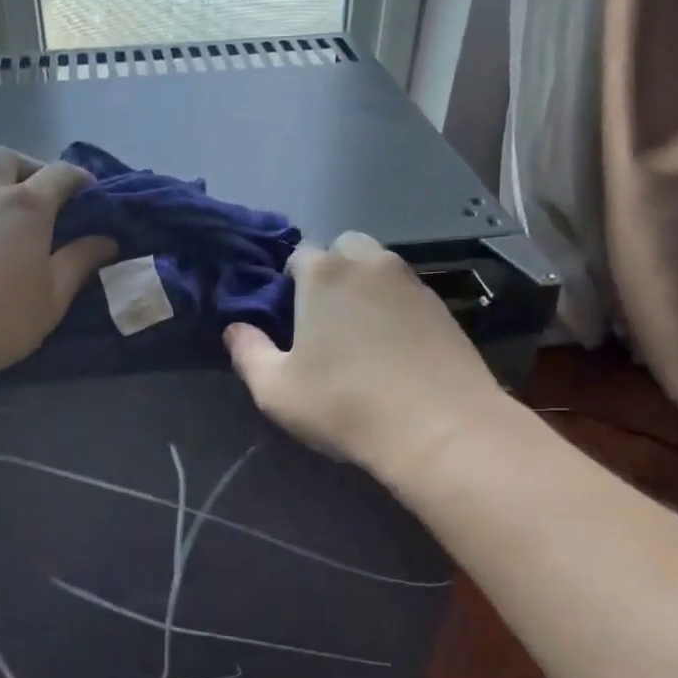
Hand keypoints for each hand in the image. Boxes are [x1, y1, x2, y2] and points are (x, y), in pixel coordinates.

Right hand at [224, 232, 505, 479]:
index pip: (297, 255)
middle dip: (329, 273)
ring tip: (360, 335)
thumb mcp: (276, 390)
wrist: (441, 429)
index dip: (287, 284)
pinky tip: (393, 348)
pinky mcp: (442, 306)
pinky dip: (394, 308)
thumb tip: (235, 328)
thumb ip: (247, 352)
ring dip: (363, 287)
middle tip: (323, 320)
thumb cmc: (345, 404)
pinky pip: (406, 293)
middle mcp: (369, 263)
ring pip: (378, 268)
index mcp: (323, 273)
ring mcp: (412, 282)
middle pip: (342, 249)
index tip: (287, 319)